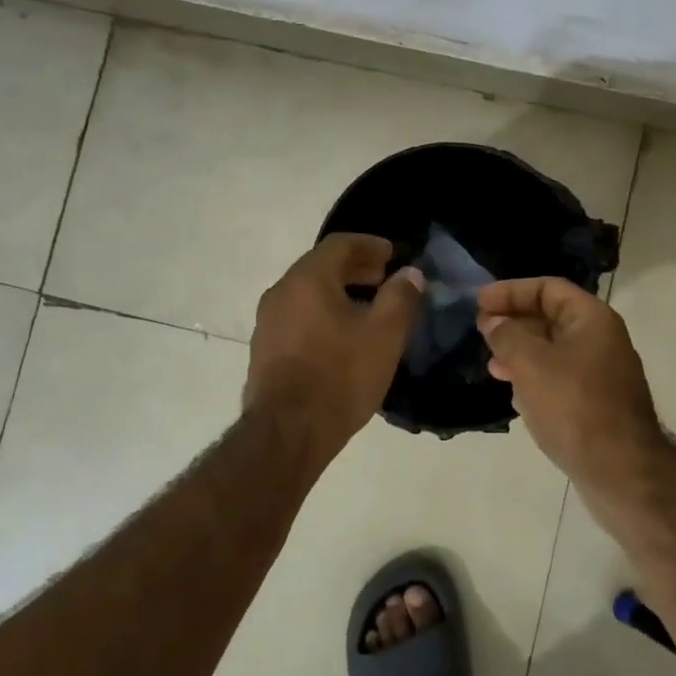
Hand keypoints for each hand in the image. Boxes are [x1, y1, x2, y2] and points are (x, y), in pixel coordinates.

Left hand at [245, 234, 424, 458]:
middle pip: (320, 267)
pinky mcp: (264, 350)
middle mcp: (281, 292)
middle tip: (385, 278)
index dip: (369, 244)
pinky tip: (342, 337)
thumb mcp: (384, 335)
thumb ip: (400, 297)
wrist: (288, 432)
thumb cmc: (340, 375)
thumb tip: (410, 273)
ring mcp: (267, 322)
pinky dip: (322, 314)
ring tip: (368, 309)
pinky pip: (298, 317)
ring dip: (339, 292)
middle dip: (355, 268)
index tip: (393, 254)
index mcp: (307, 279)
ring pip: (308, 293)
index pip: (339, 244)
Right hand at [477, 278, 667, 493]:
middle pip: (550, 316)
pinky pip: (559, 378)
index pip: (548, 288)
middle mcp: (601, 339)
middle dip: (513, 322)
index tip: (479, 302)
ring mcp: (601, 373)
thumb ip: (507, 335)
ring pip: (553, 350)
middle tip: (481, 332)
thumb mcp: (531, 364)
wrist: (620, 471)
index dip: (511, 290)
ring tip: (492, 366)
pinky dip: (534, 378)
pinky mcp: (596, 403)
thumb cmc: (574, 406)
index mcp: (592, 319)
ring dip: (520, 352)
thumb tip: (494, 322)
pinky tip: (515, 394)